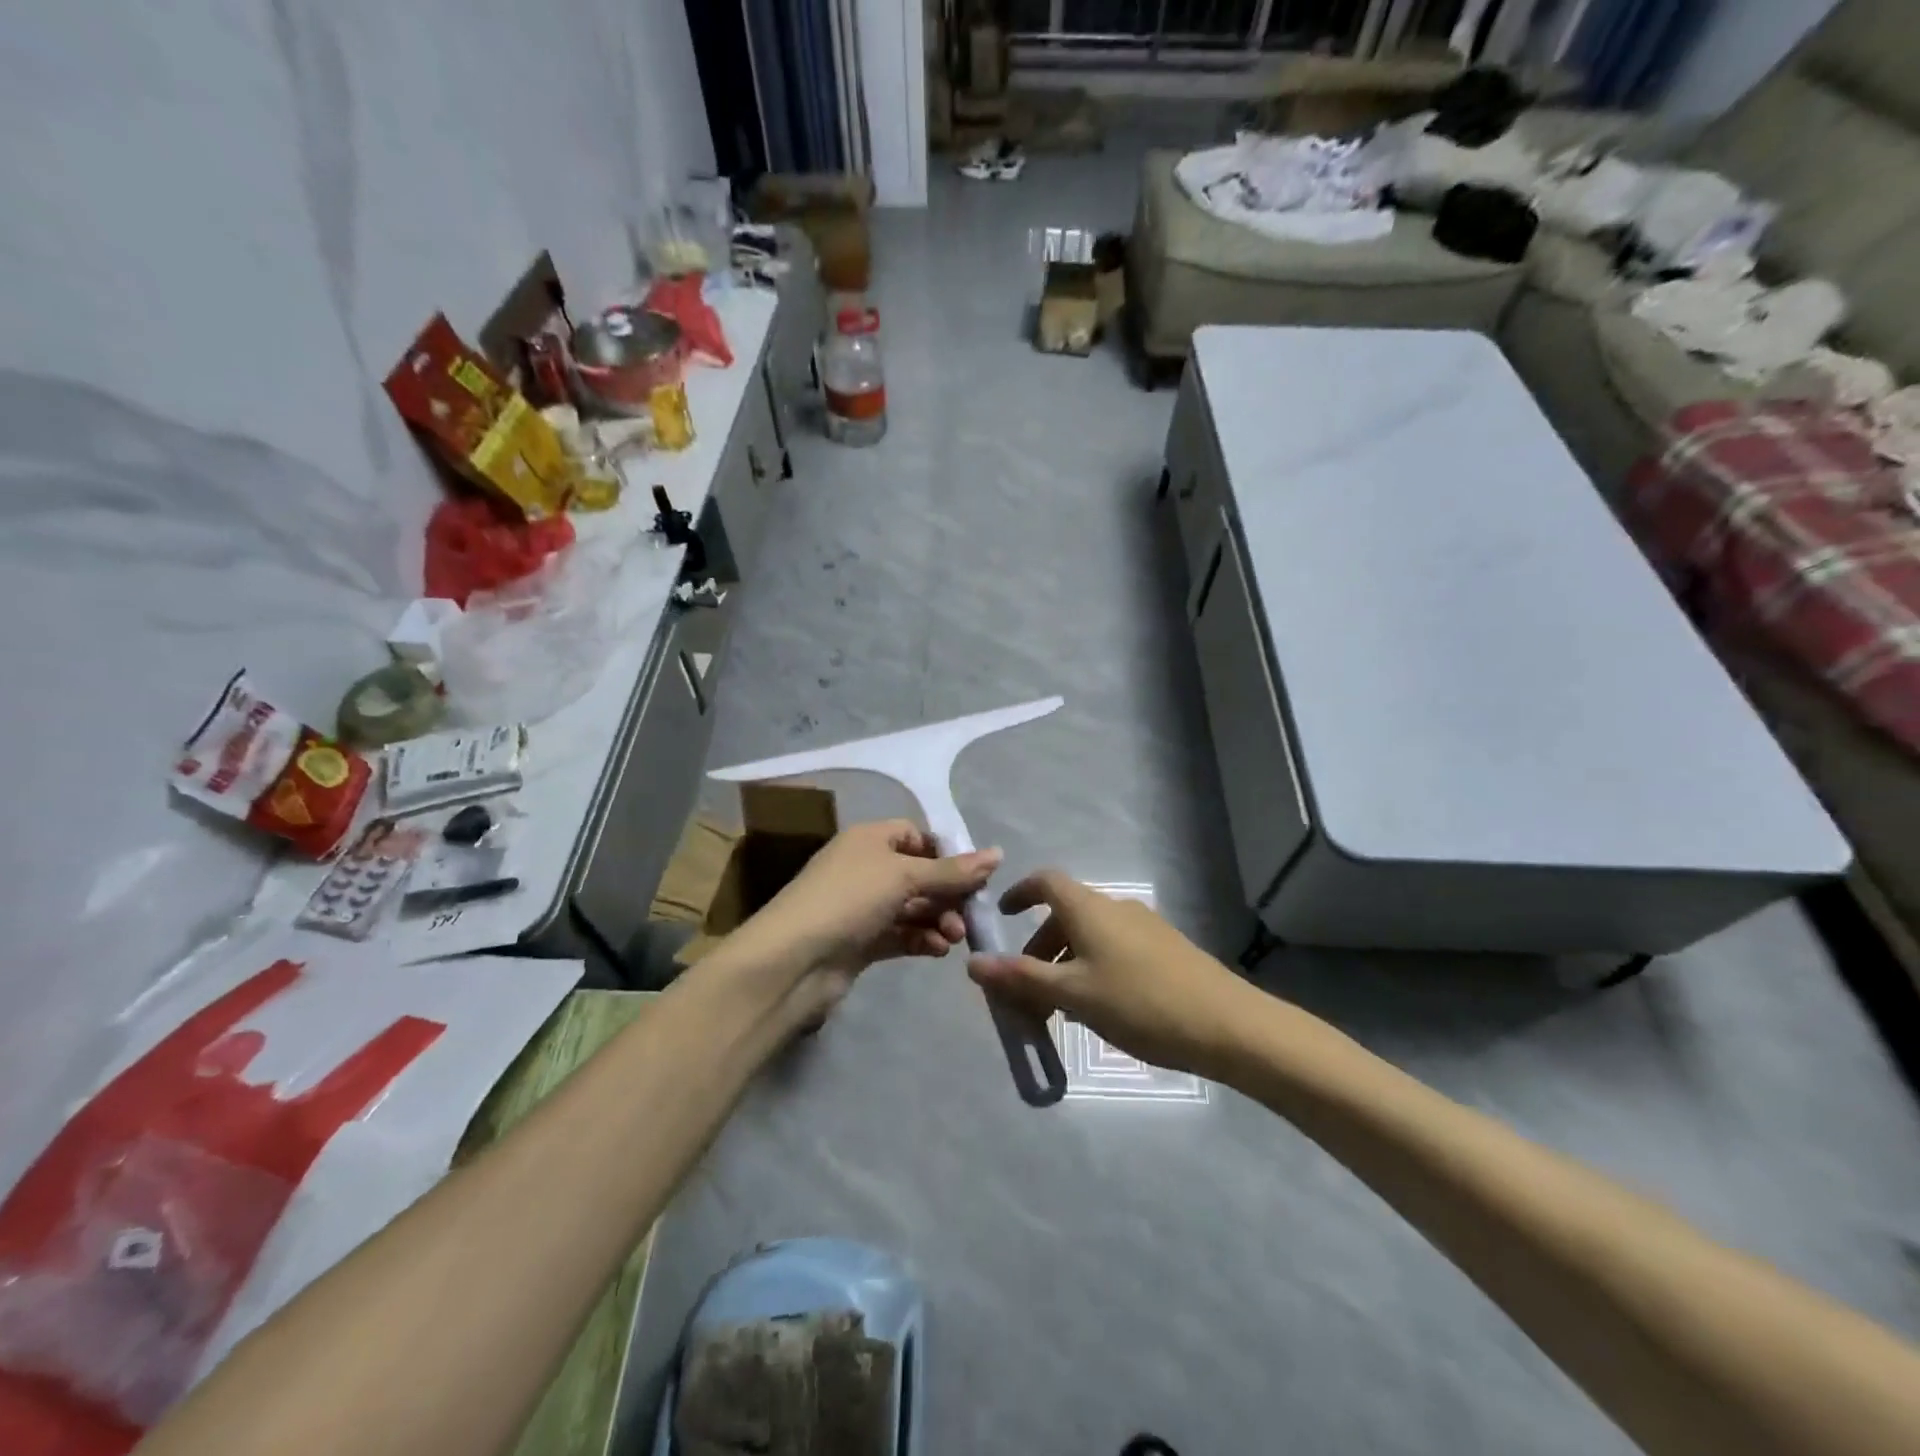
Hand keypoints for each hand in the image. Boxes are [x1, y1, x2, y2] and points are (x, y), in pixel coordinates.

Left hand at [727, 820, 1000, 1025]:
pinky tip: (938, 951)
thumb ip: (952, 870)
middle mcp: (865, 868)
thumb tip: (998, 853)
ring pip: (912, 908)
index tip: (974, 876)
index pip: (916, 836)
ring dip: (938, 919)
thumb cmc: (849, 899)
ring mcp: (861, 907)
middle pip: (919, 874)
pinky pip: (900, 934)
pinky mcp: (860, 942)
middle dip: (947, 894)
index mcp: (869, 839)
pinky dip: (921, 940)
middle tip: (969, 917)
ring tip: (954, 938)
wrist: (793, 961)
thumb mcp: (904, 876)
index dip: (946, 853)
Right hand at [967, 870, 1253, 1075]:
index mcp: (1089, 909)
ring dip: (1065, 964)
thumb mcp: (1073, 994)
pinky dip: (1092, 969)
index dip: (1020, 893)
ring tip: (1060, 1010)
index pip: (1045, 881)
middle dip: (1038, 948)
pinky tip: (1100, 1009)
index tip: (1002, 917)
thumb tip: (973, 962)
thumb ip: (1022, 978)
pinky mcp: (1166, 949)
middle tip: (1025, 992)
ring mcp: (1144, 927)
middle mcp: (1115, 907)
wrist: (1228, 1025)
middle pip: (1065, 915)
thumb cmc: (1140, 1003)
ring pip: (1090, 936)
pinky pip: (1114, 949)